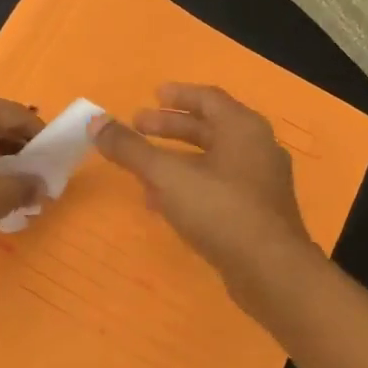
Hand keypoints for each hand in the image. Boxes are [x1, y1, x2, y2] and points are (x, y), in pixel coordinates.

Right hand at [95, 83, 322, 308]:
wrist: (272, 273)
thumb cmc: (221, 211)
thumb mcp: (167, 176)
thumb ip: (131, 149)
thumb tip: (95, 122)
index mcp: (243, 128)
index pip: (208, 98)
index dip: (178, 95)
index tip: (151, 96)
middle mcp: (257, 148)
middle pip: (209, 128)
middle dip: (171, 127)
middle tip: (138, 127)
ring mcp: (261, 183)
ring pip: (212, 160)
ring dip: (177, 159)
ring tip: (143, 169)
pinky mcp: (258, 213)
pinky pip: (218, 187)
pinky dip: (190, 185)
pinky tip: (164, 204)